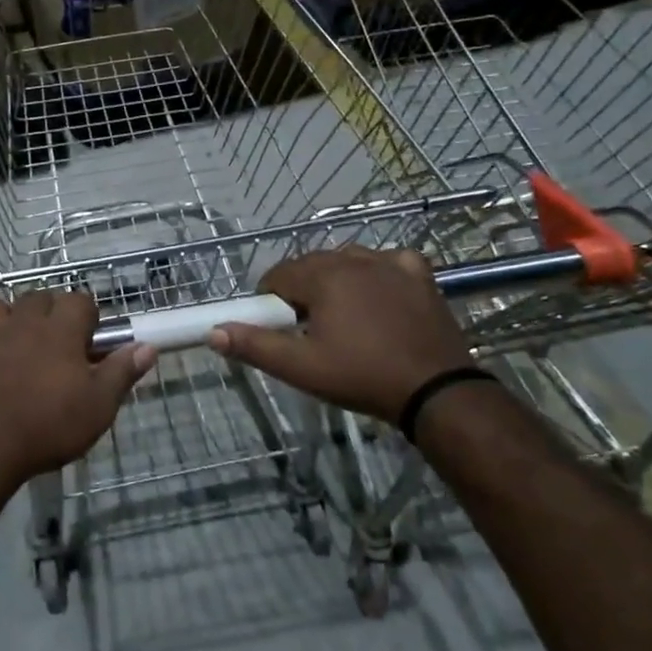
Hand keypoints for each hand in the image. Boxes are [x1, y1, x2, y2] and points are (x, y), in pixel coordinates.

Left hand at [0, 289, 155, 491]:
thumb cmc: (49, 426)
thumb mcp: (98, 406)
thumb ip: (121, 372)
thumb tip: (148, 346)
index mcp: (60, 330)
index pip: (80, 301)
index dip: (88, 315)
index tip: (91, 337)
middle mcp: (22, 322)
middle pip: (38, 297)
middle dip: (49, 309)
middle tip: (55, 338)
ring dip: (2, 313)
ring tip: (9, 333)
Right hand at [208, 246, 473, 422]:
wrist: (437, 392)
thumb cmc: (362, 377)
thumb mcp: (302, 368)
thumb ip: (255, 346)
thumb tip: (214, 332)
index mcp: (323, 276)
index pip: (279, 275)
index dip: (271, 300)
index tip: (280, 327)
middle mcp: (354, 258)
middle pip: (311, 265)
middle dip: (303, 290)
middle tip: (310, 330)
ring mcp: (390, 262)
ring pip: (347, 261)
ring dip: (337, 280)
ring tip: (344, 318)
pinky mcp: (419, 274)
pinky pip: (388, 262)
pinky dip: (378, 274)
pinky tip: (381, 297)